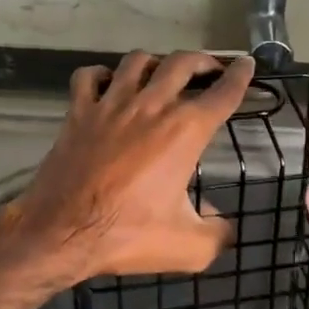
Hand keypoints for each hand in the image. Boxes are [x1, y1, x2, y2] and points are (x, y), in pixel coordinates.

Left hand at [0, 51, 256, 283]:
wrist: (62, 232)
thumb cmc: (128, 235)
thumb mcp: (189, 248)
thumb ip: (218, 233)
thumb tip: (224, 225)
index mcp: (184, 131)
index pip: (222, 93)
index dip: (240, 76)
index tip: (247, 65)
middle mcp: (151, 106)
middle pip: (182, 63)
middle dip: (202, 60)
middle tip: (209, 68)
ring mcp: (111, 104)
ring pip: (137, 61)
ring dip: (155, 61)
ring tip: (161, 72)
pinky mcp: (78, 111)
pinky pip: (89, 76)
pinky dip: (101, 74)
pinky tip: (108, 84)